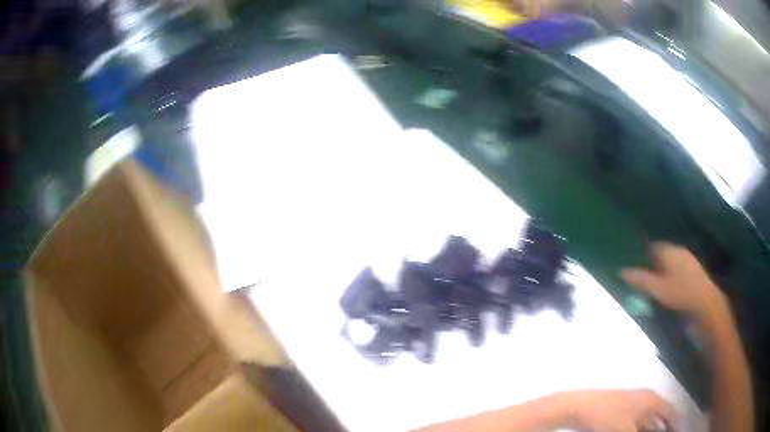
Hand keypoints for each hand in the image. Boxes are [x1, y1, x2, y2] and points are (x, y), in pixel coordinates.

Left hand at [560, 389, 676, 431]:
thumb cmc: (606, 417)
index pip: (671, 414)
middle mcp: (646, 401)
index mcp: (651, 400)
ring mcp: (633, 407)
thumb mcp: (626, 431)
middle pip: (660, 421)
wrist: (577, 407)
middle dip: (663, 431)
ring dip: (652, 431)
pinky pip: (637, 426)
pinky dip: (641, 431)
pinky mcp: (621, 415)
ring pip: (648, 425)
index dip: (676, 425)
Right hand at [621, 243, 726, 321]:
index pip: (652, 246)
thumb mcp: (657, 289)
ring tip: (658, 283)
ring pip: (672, 259)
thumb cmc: (680, 293)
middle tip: (646, 277)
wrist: (705, 301)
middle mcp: (678, 249)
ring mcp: (688, 258)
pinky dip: (673, 272)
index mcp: (669, 250)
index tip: (637, 266)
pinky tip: (672, 285)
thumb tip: (621, 271)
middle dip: (654, 262)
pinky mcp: (694, 267)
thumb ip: (640, 280)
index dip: (644, 254)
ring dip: (664, 268)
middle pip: (662, 252)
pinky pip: (679, 266)